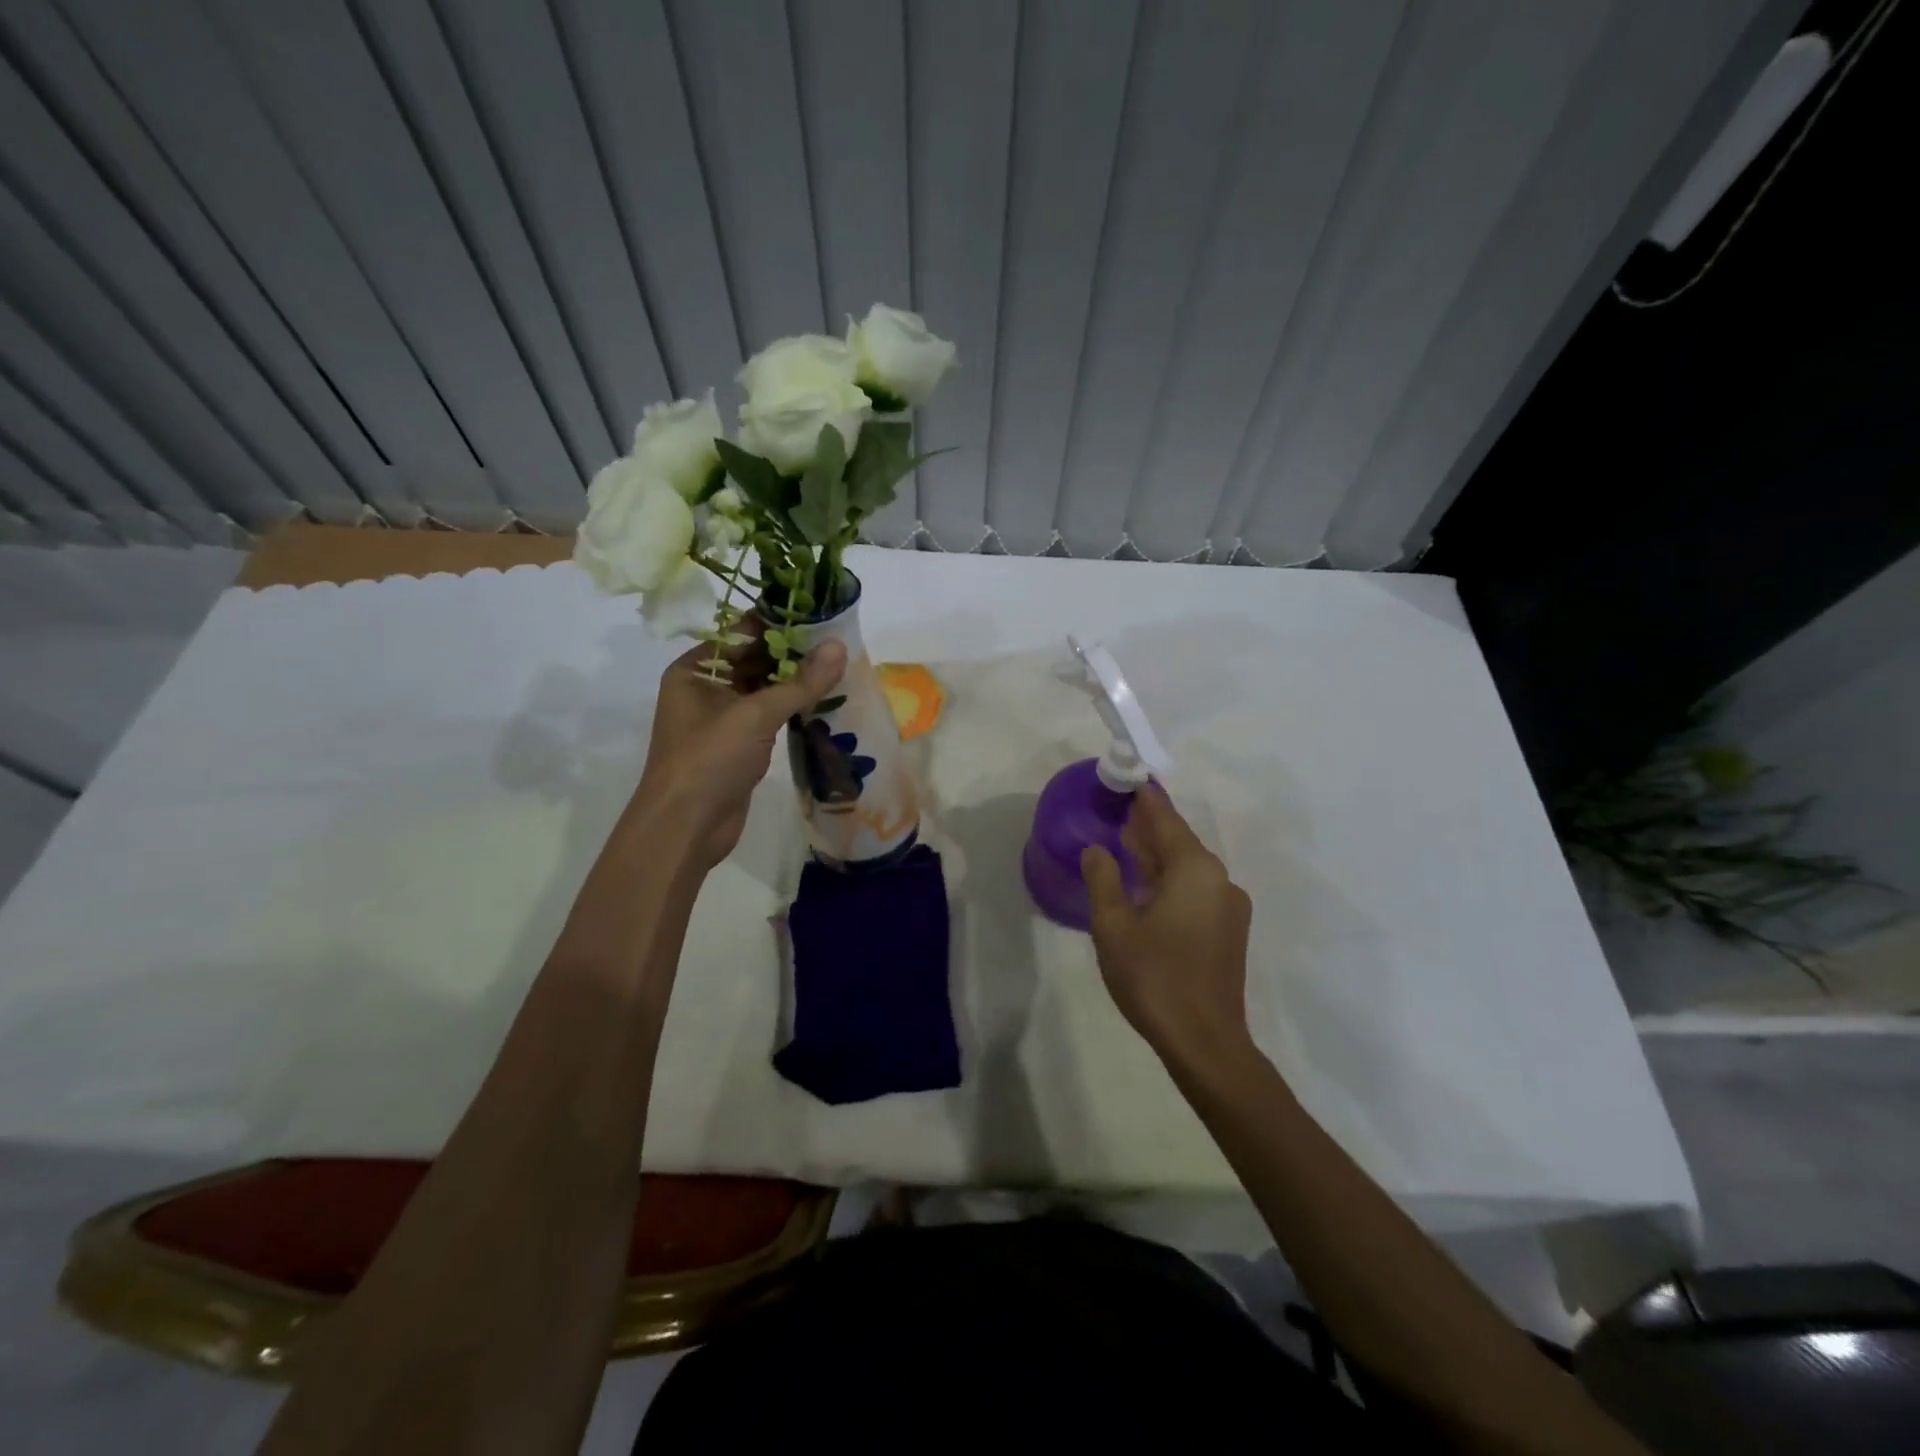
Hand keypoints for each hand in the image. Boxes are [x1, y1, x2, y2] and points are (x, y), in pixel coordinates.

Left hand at [632, 631, 846, 869]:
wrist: (686, 828)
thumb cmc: (709, 760)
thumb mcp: (755, 715)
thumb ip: (800, 682)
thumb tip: (840, 646)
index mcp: (697, 670)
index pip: (742, 634)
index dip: (780, 623)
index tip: (822, 616)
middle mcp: (707, 688)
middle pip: (756, 660)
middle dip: (794, 654)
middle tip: (840, 643)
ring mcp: (723, 719)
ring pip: (766, 690)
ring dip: (798, 682)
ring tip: (841, 667)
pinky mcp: (739, 746)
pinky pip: (770, 717)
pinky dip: (794, 709)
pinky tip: (826, 702)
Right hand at [1082, 784, 1254, 1068]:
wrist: (1205, 1041)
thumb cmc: (1154, 977)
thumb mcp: (1114, 926)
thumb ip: (1103, 879)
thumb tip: (1098, 849)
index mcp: (1194, 870)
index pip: (1166, 820)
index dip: (1146, 799)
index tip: (1130, 778)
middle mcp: (1219, 880)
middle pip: (1179, 842)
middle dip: (1149, 827)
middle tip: (1119, 810)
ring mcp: (1229, 907)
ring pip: (1188, 868)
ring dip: (1158, 856)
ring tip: (1127, 843)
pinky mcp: (1229, 931)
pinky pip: (1196, 890)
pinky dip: (1171, 880)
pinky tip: (1148, 887)